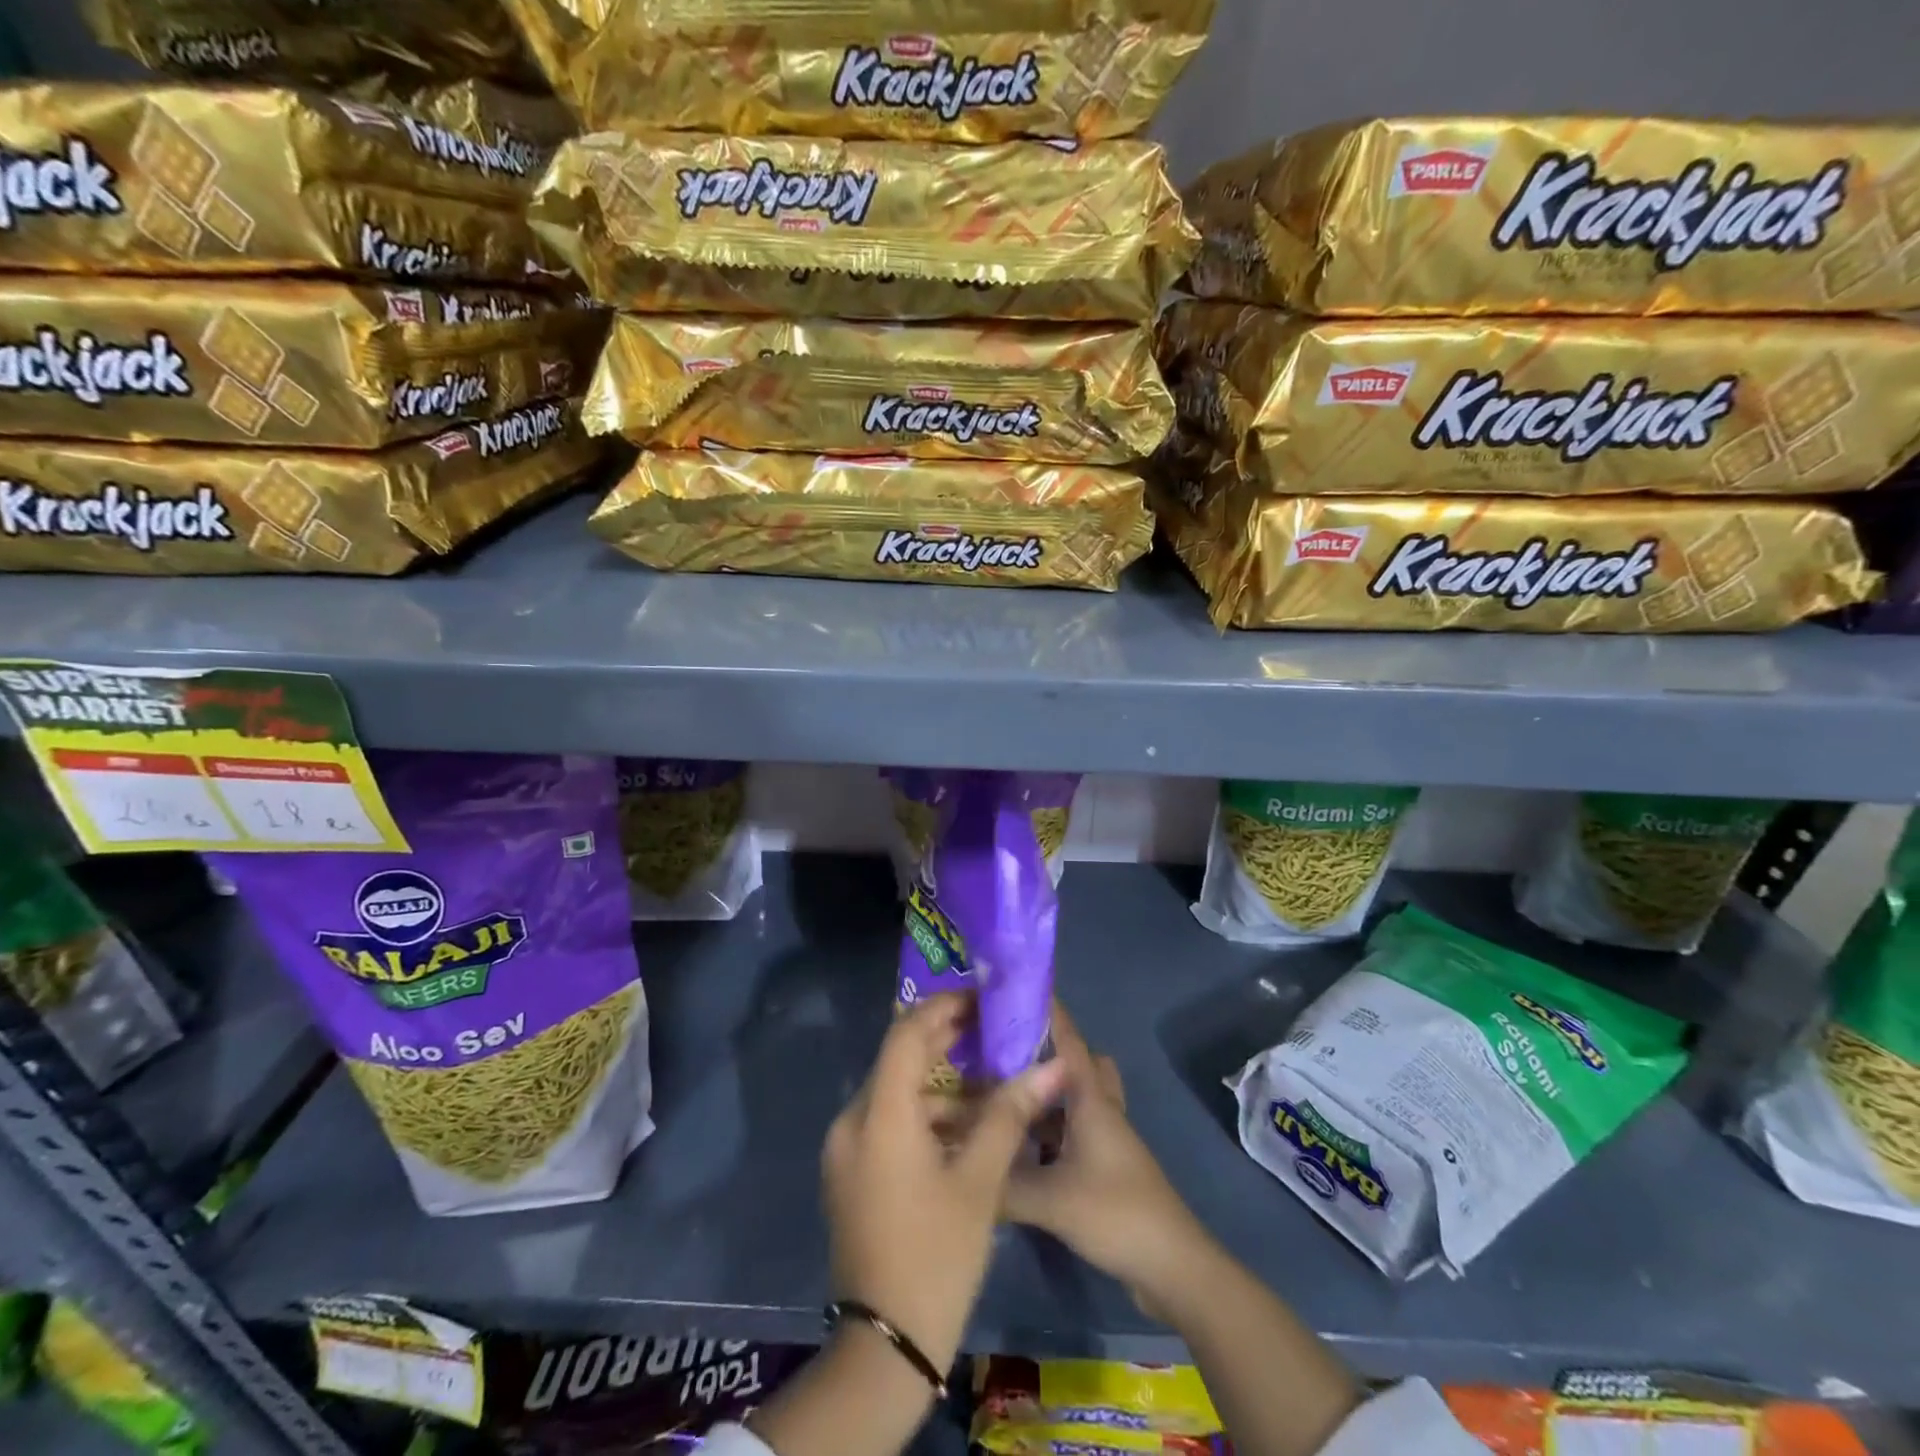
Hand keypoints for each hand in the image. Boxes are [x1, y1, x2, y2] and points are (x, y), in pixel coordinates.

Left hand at [822, 993, 1066, 1374]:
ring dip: (938, 1084)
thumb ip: (1009, 1114)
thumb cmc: (935, 1256)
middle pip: (898, 1059)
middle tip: (990, 1029)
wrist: (884, 1351)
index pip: (905, 1034)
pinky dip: (924, 1116)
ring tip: (989, 1080)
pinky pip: (887, 1123)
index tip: (980, 998)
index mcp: (878, 1115)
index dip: (942, 1007)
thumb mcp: (979, 1182)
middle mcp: (852, 1122)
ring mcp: (846, 1151)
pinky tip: (964, 1127)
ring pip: (895, 1094)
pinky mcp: (851, 1174)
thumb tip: (1051, 1067)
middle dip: (944, 1041)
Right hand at [1002, 1001, 1208, 1314]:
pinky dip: (1049, 1130)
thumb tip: (962, 1167)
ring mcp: (1106, 1138)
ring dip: (1044, 1093)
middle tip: (1002, 1052)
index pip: (1067, 1039)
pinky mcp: (1105, 1166)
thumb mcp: (1050, 1200)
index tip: (1016, 988)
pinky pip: (1072, 1130)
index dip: (1047, 1010)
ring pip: (1073, 1098)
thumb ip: (1002, 1183)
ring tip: (1001, 1095)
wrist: (1172, 1266)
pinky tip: (1019, 1147)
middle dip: (1044, 1051)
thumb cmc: (1115, 1213)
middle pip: (1075, 1062)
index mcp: (1091, 1099)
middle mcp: (1100, 1109)